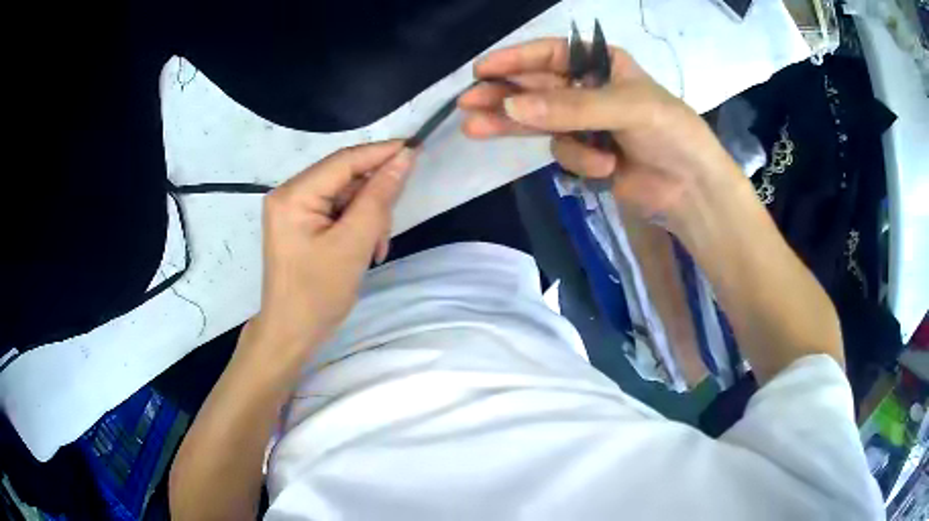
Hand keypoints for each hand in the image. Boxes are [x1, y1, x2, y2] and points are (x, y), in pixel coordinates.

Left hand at [251, 141, 415, 357]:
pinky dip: (357, 226)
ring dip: (368, 216)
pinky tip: (366, 249)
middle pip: (345, 177)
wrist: (291, 333)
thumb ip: (379, 197)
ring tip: (375, 248)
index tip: (417, 148)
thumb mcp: (354, 244)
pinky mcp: (301, 224)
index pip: (344, 160)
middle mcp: (289, 193)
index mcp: (293, 194)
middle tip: (387, 229)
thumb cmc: (318, 294)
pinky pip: (338, 211)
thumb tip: (404, 157)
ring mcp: (293, 209)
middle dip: (373, 198)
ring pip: (345, 195)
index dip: (382, 152)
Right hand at [458, 38, 738, 222]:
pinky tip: (604, 168)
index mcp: (603, 65)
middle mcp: (589, 89)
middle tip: (467, 102)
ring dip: (514, 126)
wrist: (692, 189)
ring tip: (474, 128)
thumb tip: (511, 107)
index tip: (482, 70)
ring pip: (540, 120)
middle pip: (536, 88)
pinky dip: (581, 161)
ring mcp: (586, 123)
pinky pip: (565, 152)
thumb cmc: (671, 132)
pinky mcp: (587, 155)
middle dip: (503, 95)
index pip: (551, 55)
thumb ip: (570, 107)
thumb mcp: (626, 107)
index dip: (516, 61)